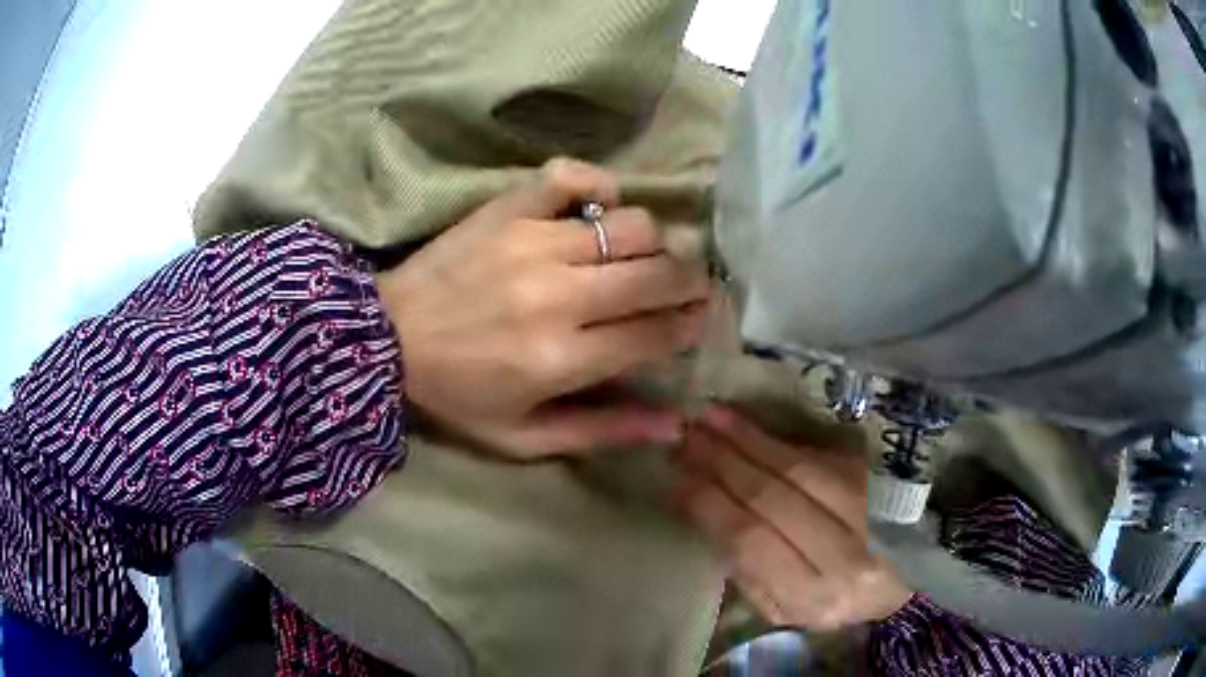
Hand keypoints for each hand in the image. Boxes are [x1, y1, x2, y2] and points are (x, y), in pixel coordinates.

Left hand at [375, 159, 710, 458]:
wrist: (384, 339)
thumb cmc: (456, 395)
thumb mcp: (524, 438)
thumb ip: (602, 431)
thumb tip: (675, 424)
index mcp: (561, 358)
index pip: (657, 332)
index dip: (690, 324)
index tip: (698, 318)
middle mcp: (557, 294)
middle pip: (658, 272)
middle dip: (690, 279)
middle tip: (688, 284)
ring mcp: (532, 242)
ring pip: (631, 224)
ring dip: (651, 240)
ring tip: (641, 255)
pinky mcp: (509, 209)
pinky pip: (573, 178)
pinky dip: (598, 186)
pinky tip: (598, 207)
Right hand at [675, 406, 911, 630]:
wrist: (907, 579)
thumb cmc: (834, 601)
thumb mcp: (784, 609)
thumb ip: (747, 573)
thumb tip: (706, 515)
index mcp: (813, 597)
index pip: (751, 541)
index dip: (711, 505)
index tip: (676, 479)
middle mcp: (843, 556)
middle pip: (773, 498)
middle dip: (723, 463)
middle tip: (687, 437)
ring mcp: (867, 513)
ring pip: (798, 470)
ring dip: (748, 440)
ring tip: (711, 417)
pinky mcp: (878, 483)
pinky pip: (820, 456)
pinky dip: (779, 440)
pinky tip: (750, 426)